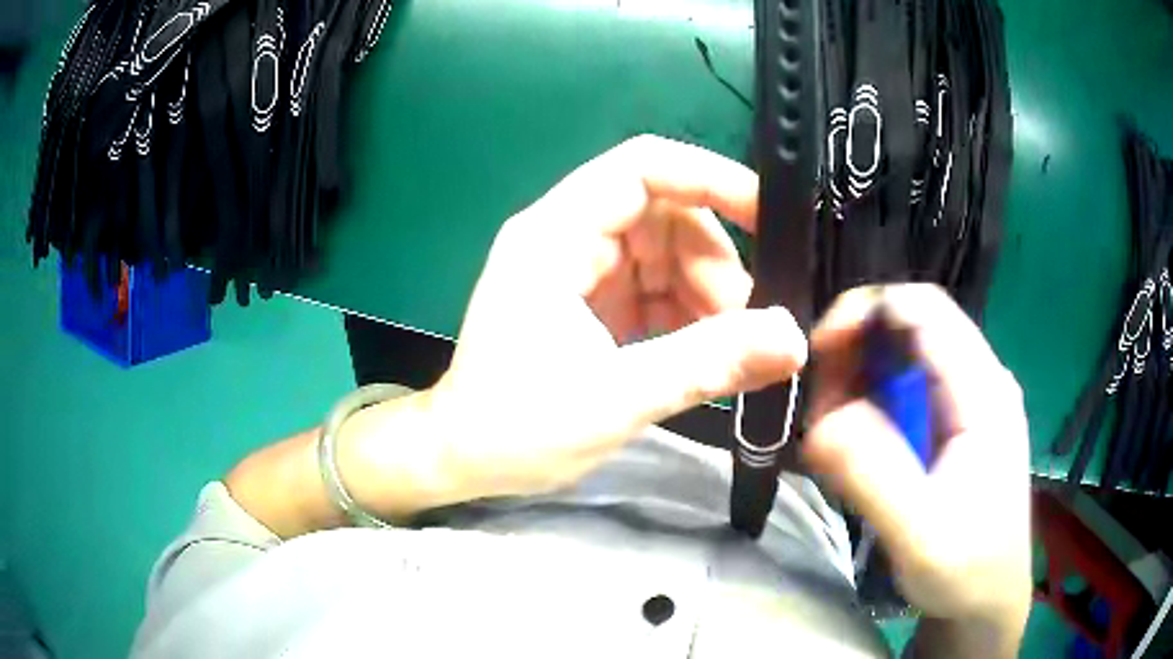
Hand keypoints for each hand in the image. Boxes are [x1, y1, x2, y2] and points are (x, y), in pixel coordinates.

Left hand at [422, 135, 807, 499]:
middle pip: (666, 216)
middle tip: (747, 328)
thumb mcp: (618, 396)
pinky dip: (689, 318)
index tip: (768, 218)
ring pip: (669, 255)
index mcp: (556, 236)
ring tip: (729, 353)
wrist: (463, 460)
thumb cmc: (516, 428)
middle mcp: (568, 238)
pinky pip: (658, 290)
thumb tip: (792, 338)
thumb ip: (709, 362)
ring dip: (709, 297)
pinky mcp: (593, 303)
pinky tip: (705, 356)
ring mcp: (581, 271)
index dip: (710, 178)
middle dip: (716, 265)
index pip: (642, 168)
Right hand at [802, 285, 1031, 649]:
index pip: (923, 309)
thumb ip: (874, 476)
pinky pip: (908, 391)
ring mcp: (970, 402)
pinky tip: (859, 443)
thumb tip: (822, 421)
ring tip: (833, 432)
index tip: (819, 352)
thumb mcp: (920, 536)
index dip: (866, 312)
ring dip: (861, 381)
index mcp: (983, 392)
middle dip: (856, 352)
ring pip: (906, 357)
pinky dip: (873, 404)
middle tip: (820, 408)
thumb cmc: (966, 572)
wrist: (989, 601)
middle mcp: (980, 381)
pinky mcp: (958, 425)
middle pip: (911, 327)